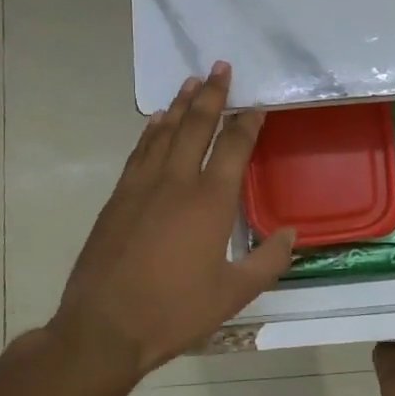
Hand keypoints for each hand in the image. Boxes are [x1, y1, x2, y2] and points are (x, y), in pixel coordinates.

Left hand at [52, 62, 295, 376]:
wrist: (104, 328)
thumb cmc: (175, 312)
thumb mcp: (233, 293)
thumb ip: (268, 260)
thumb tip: (291, 233)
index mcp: (211, 201)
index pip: (234, 147)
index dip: (248, 122)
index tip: (257, 105)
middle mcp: (177, 182)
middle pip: (197, 126)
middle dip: (213, 94)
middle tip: (220, 66)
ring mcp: (142, 187)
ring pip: (165, 132)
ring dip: (181, 104)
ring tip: (192, 81)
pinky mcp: (118, 198)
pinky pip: (139, 152)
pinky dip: (151, 131)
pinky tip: (157, 121)